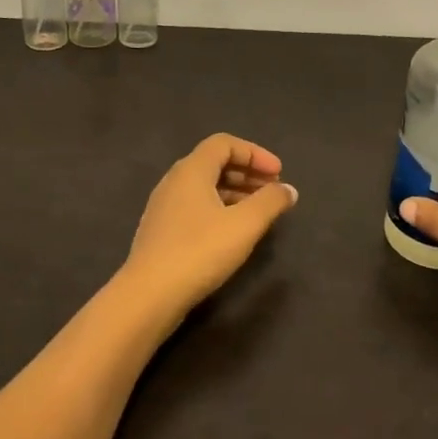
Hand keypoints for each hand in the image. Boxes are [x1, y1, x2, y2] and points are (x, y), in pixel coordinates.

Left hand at [122, 134, 298, 317]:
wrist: (149, 295)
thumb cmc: (200, 251)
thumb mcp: (245, 224)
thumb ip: (270, 202)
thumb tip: (288, 189)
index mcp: (191, 170)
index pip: (224, 144)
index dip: (255, 153)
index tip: (279, 173)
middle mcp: (174, 181)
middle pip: (214, 163)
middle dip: (247, 172)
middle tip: (273, 190)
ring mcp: (164, 207)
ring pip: (205, 187)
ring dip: (235, 192)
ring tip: (259, 212)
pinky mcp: (161, 231)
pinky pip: (195, 206)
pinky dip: (220, 208)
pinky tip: (233, 232)